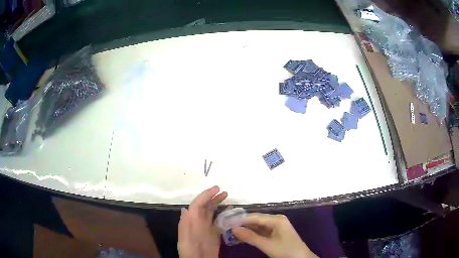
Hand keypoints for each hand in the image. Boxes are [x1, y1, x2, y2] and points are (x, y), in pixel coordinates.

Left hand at [178, 186, 227, 257]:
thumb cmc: (190, 248)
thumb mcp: (186, 237)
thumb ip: (186, 224)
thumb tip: (186, 209)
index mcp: (190, 220)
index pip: (197, 204)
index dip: (206, 195)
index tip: (216, 189)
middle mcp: (198, 221)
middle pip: (205, 206)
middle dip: (213, 197)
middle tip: (223, 192)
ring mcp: (207, 227)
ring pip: (212, 211)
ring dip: (218, 203)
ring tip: (226, 196)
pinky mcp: (215, 233)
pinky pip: (220, 221)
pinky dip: (225, 214)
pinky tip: (231, 211)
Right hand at [232, 213, 317, 257]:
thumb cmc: (285, 251)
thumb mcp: (266, 245)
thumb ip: (250, 237)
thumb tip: (233, 229)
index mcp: (277, 219)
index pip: (255, 217)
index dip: (241, 219)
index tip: (227, 222)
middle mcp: (277, 219)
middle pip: (257, 219)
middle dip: (243, 223)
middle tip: (228, 226)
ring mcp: (277, 226)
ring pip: (259, 225)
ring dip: (248, 228)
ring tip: (233, 231)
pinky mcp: (277, 232)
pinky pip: (263, 230)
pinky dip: (254, 233)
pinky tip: (245, 235)